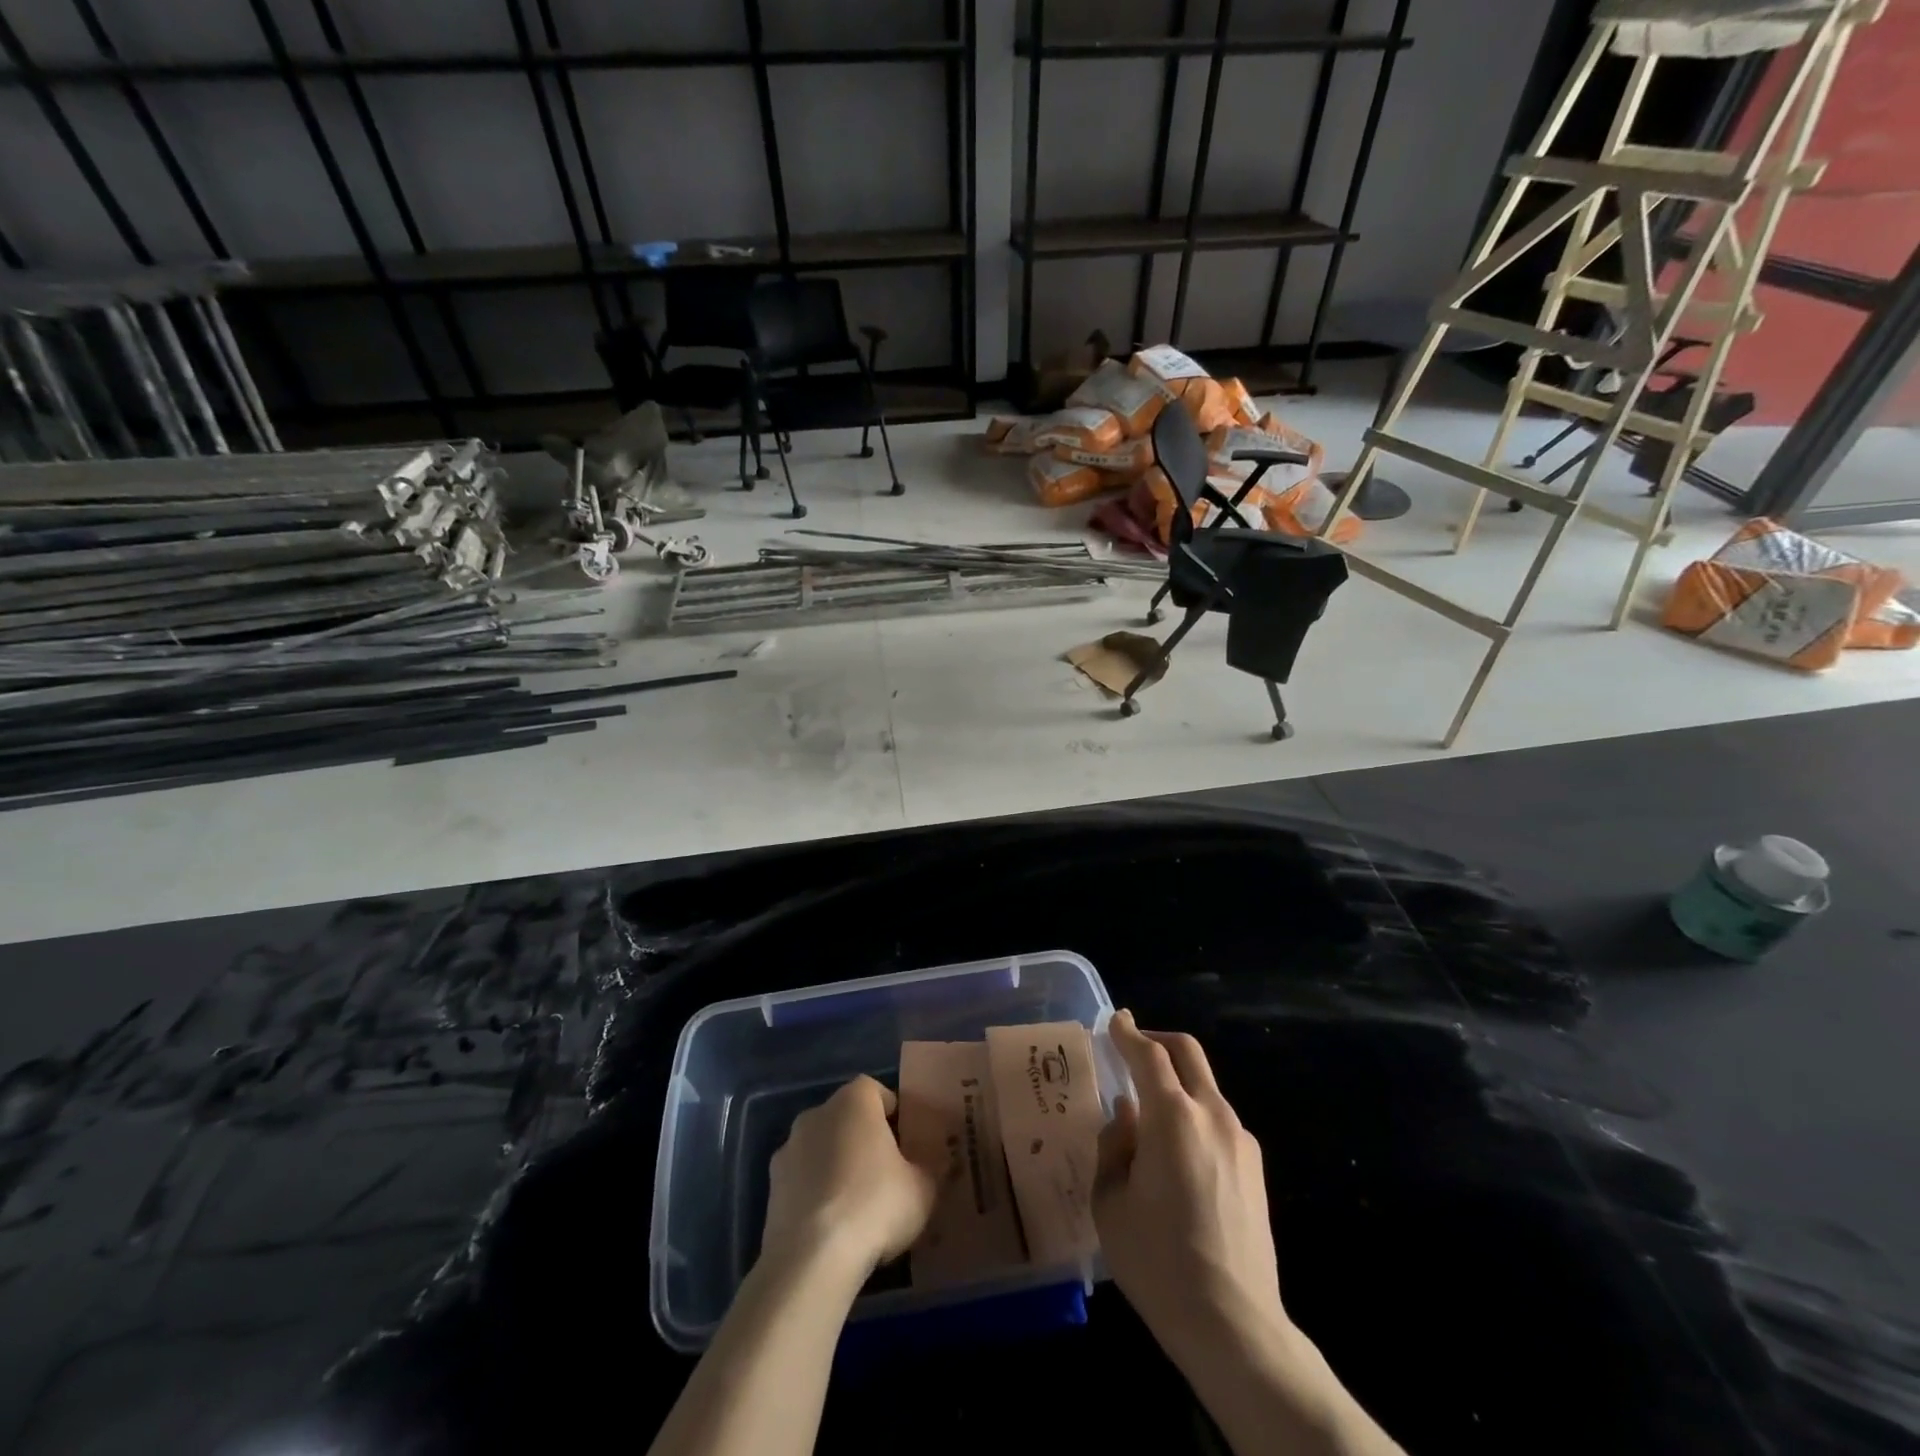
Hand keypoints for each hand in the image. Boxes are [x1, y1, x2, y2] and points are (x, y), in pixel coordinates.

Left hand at [760, 1075, 935, 1281]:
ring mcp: (788, 1149)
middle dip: (864, 1139)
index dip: (894, 1115)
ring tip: (857, 1206)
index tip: (907, 1144)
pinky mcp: (771, 1187)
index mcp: (854, 1101)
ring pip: (822, 1148)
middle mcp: (817, 1113)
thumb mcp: (923, 1188)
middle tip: (886, 1174)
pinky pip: (802, 1179)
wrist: (811, 1258)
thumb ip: (928, 1168)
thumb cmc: (875, 1205)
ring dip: (836, 1165)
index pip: (877, 1091)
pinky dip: (816, 1192)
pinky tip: (831, 1226)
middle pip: (847, 1118)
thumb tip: (929, 1165)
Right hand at [1093, 1011, 1287, 1366]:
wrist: (1234, 1325)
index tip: (1114, 1021)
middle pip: (1187, 1052)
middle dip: (1157, 1041)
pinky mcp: (1255, 1166)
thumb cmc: (1158, 1261)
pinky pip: (1217, 1119)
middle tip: (1132, 1048)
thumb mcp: (1110, 1202)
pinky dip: (1192, 1112)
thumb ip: (1114, 1146)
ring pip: (1204, 1085)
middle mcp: (1211, 1114)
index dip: (1127, 1033)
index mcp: (1172, 1117)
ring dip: (1176, 1080)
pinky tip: (1175, 1151)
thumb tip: (1127, 1118)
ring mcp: (1240, 1139)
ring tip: (1148, 1111)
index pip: (1148, 1054)